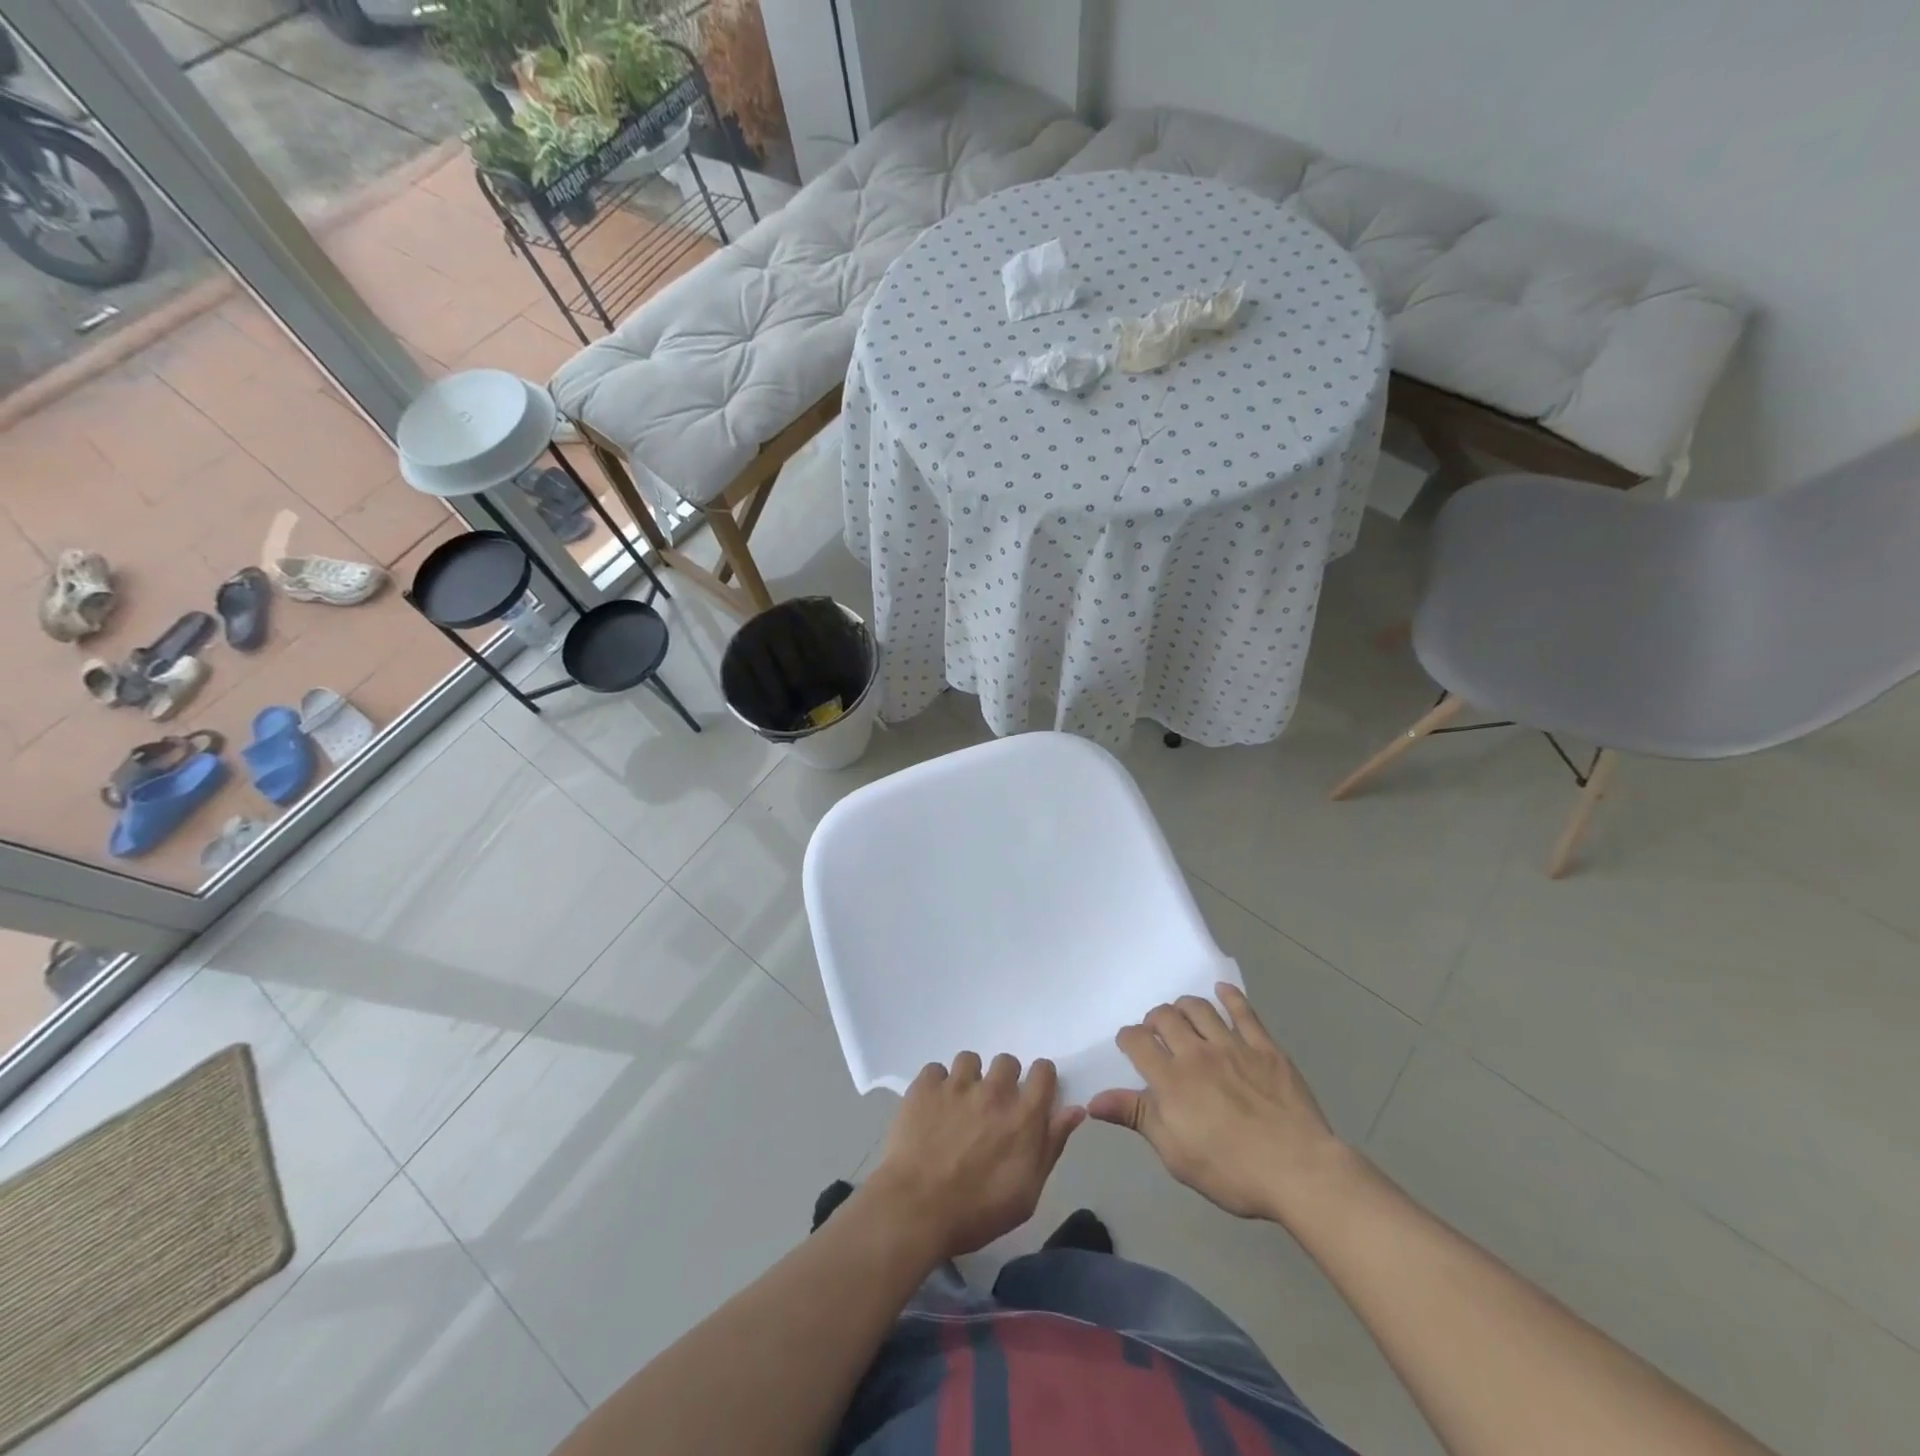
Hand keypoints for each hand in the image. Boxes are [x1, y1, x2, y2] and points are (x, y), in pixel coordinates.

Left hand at [863, 1053, 1085, 1261]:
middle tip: (992, 1108)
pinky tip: (932, 1109)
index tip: (1033, 1096)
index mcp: (1024, 1115)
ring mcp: (957, 1084)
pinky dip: (936, 1085)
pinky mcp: (925, 1086)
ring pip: (970, 1060)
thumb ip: (1052, 1145)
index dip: (1041, 1080)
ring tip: (959, 1106)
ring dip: (969, 1079)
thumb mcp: (1027, 1192)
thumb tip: (1074, 1110)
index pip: (1044, 1071)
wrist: (916, 1208)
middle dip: (1004, 1079)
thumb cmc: (978, 1211)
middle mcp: (994, 1090)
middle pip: (1007, 1061)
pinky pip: (936, 1070)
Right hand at [1088, 984, 1348, 1225]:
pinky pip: (1243, 1011)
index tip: (1129, 1045)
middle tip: (1157, 1032)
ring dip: (1184, 1006)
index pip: (1137, 1042)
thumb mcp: (1175, 1154)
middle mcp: (1196, 1053)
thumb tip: (1093, 1100)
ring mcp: (1232, 1046)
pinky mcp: (1264, 1047)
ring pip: (1199, 1008)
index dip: (1128, 1038)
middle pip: (1165, 1017)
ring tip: (1183, 1015)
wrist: (1299, 1171)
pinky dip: (1230, 996)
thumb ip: (1136, 1118)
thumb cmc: (1231, 1171)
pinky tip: (1223, 992)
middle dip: (1154, 1020)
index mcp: (1171, 1080)